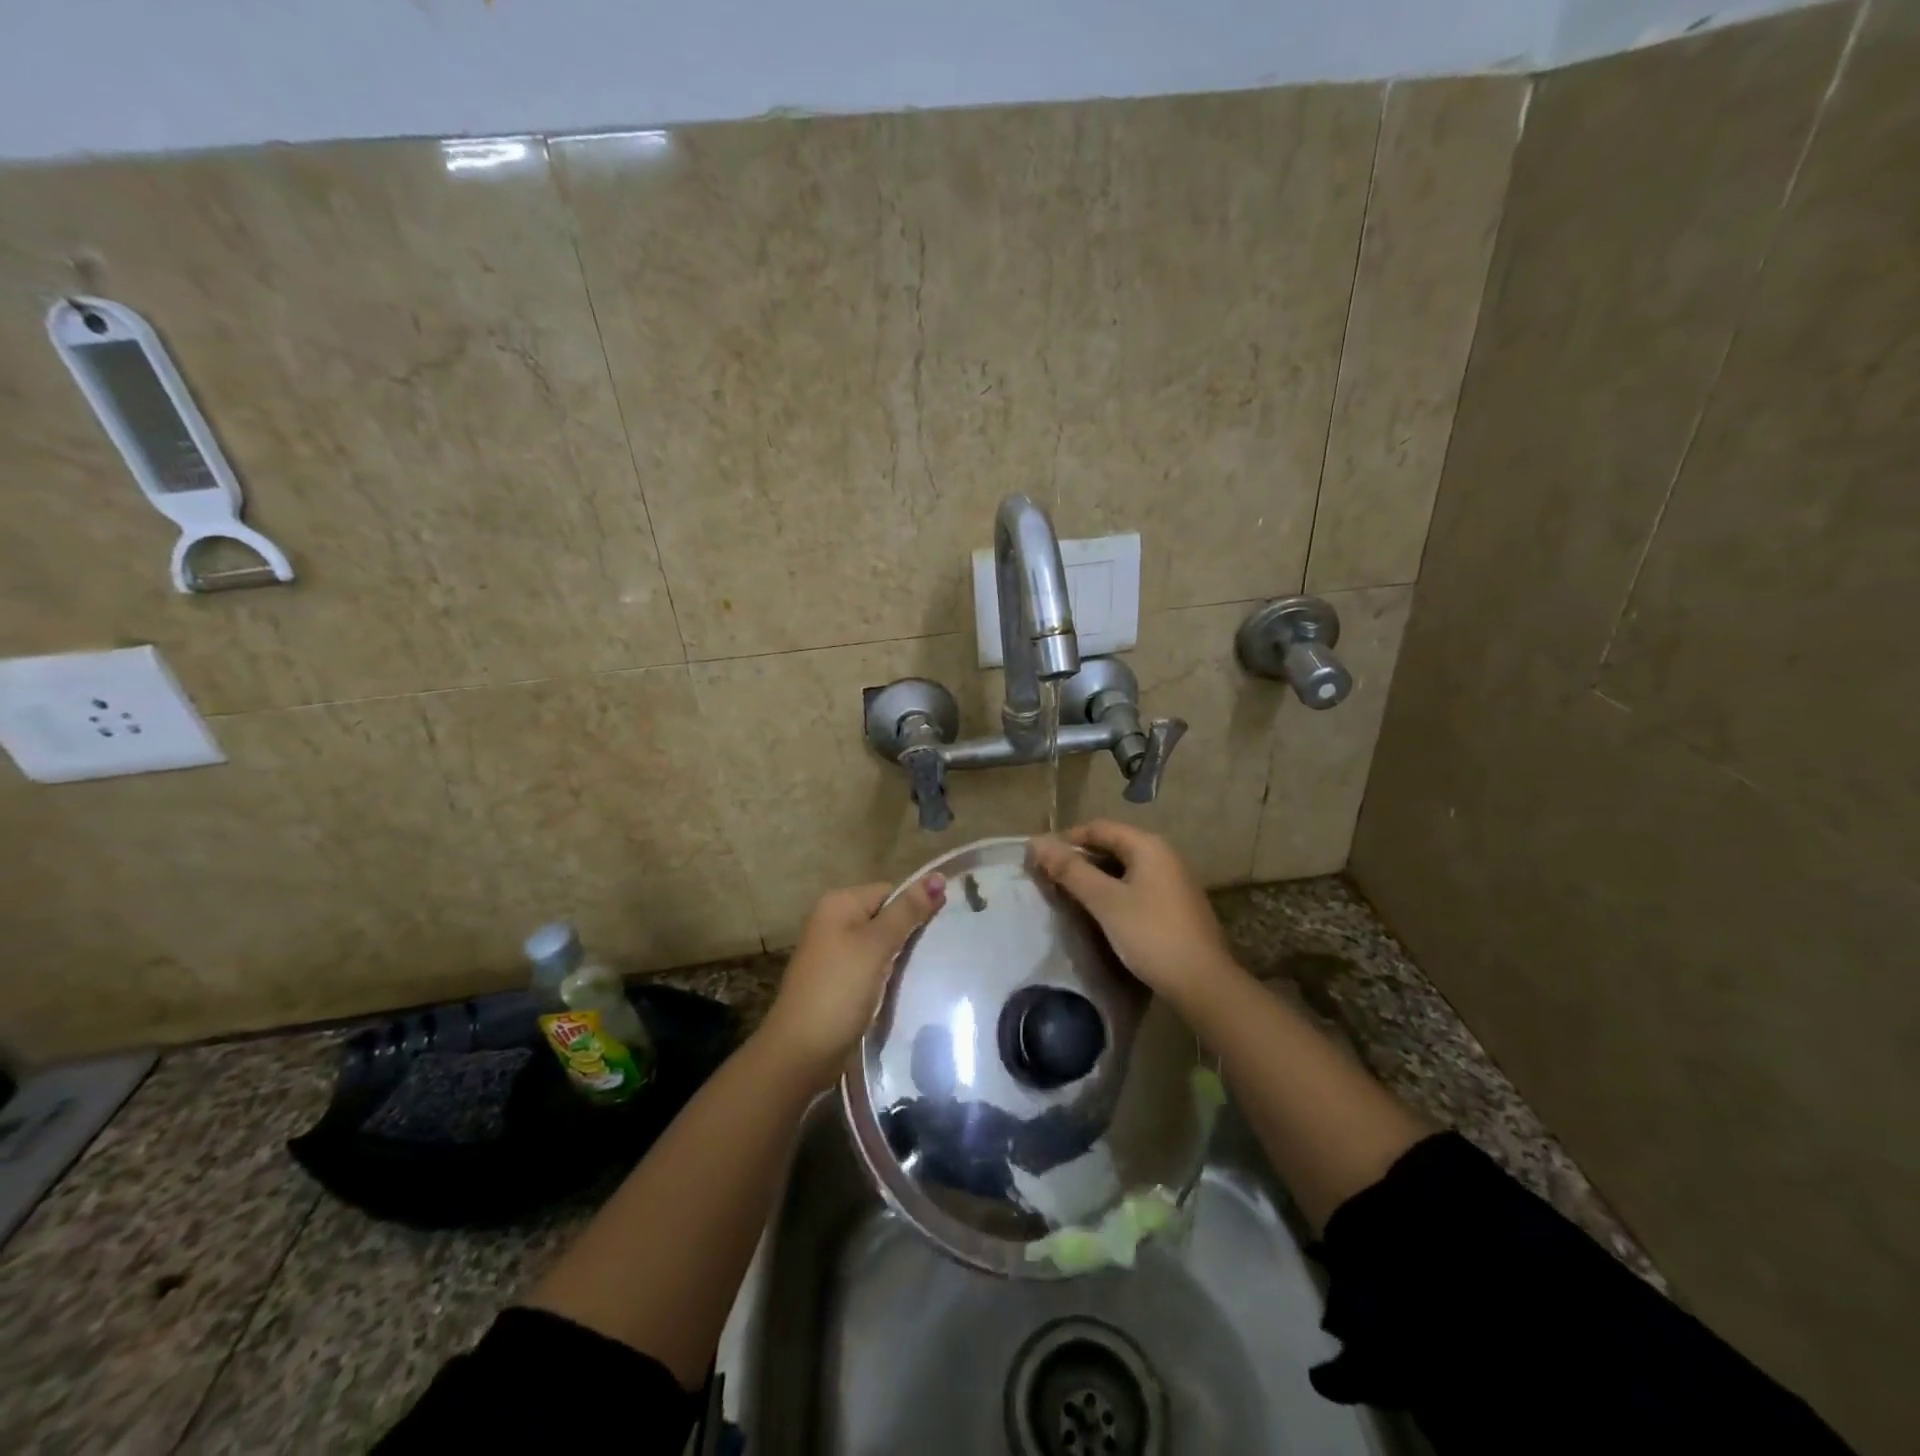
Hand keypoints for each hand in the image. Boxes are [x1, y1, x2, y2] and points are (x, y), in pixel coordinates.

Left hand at [759, 874, 946, 1085]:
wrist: (802, 1051)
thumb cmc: (840, 989)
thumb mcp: (877, 945)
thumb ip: (908, 911)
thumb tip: (938, 876)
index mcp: (839, 903)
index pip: (891, 892)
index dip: (915, 909)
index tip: (939, 931)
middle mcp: (833, 920)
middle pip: (886, 916)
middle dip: (909, 934)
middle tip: (933, 954)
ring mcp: (834, 952)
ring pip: (881, 943)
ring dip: (900, 957)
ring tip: (923, 971)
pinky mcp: (839, 979)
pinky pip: (872, 966)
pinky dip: (888, 975)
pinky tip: (902, 988)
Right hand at [1029, 821, 1237, 1006]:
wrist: (1203, 983)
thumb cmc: (1151, 935)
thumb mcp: (1105, 901)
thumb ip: (1070, 870)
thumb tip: (1037, 842)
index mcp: (1147, 846)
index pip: (1099, 828)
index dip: (1066, 839)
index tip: (1040, 857)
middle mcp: (1163, 855)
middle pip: (1112, 845)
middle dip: (1079, 859)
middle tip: (1050, 878)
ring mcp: (1172, 881)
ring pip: (1124, 868)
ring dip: (1095, 877)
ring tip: (1068, 895)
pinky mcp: (1174, 905)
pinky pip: (1136, 887)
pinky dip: (1113, 892)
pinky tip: (1099, 912)